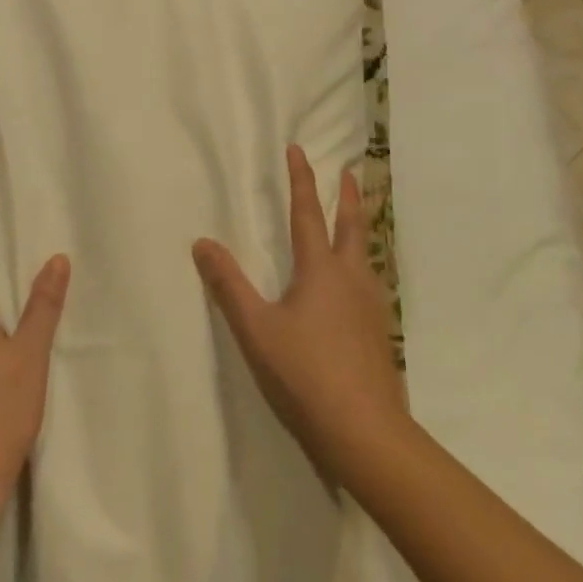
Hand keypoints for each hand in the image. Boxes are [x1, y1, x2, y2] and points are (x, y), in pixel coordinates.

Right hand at [193, 146, 407, 482]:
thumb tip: (202, 243)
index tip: (298, 151)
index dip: (301, 180)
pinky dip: (364, 262)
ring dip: (360, 227)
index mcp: (320, 271)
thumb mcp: (256, 328)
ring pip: (367, 253)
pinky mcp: (380, 332)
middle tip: (350, 172)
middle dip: (347, 197)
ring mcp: (371, 306)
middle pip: (352, 227)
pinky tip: (360, 283)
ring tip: (357, 220)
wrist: (365, 430)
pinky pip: (372, 281)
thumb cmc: (304, 373)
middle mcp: (351, 279)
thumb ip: (228, 285)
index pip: (306, 214)